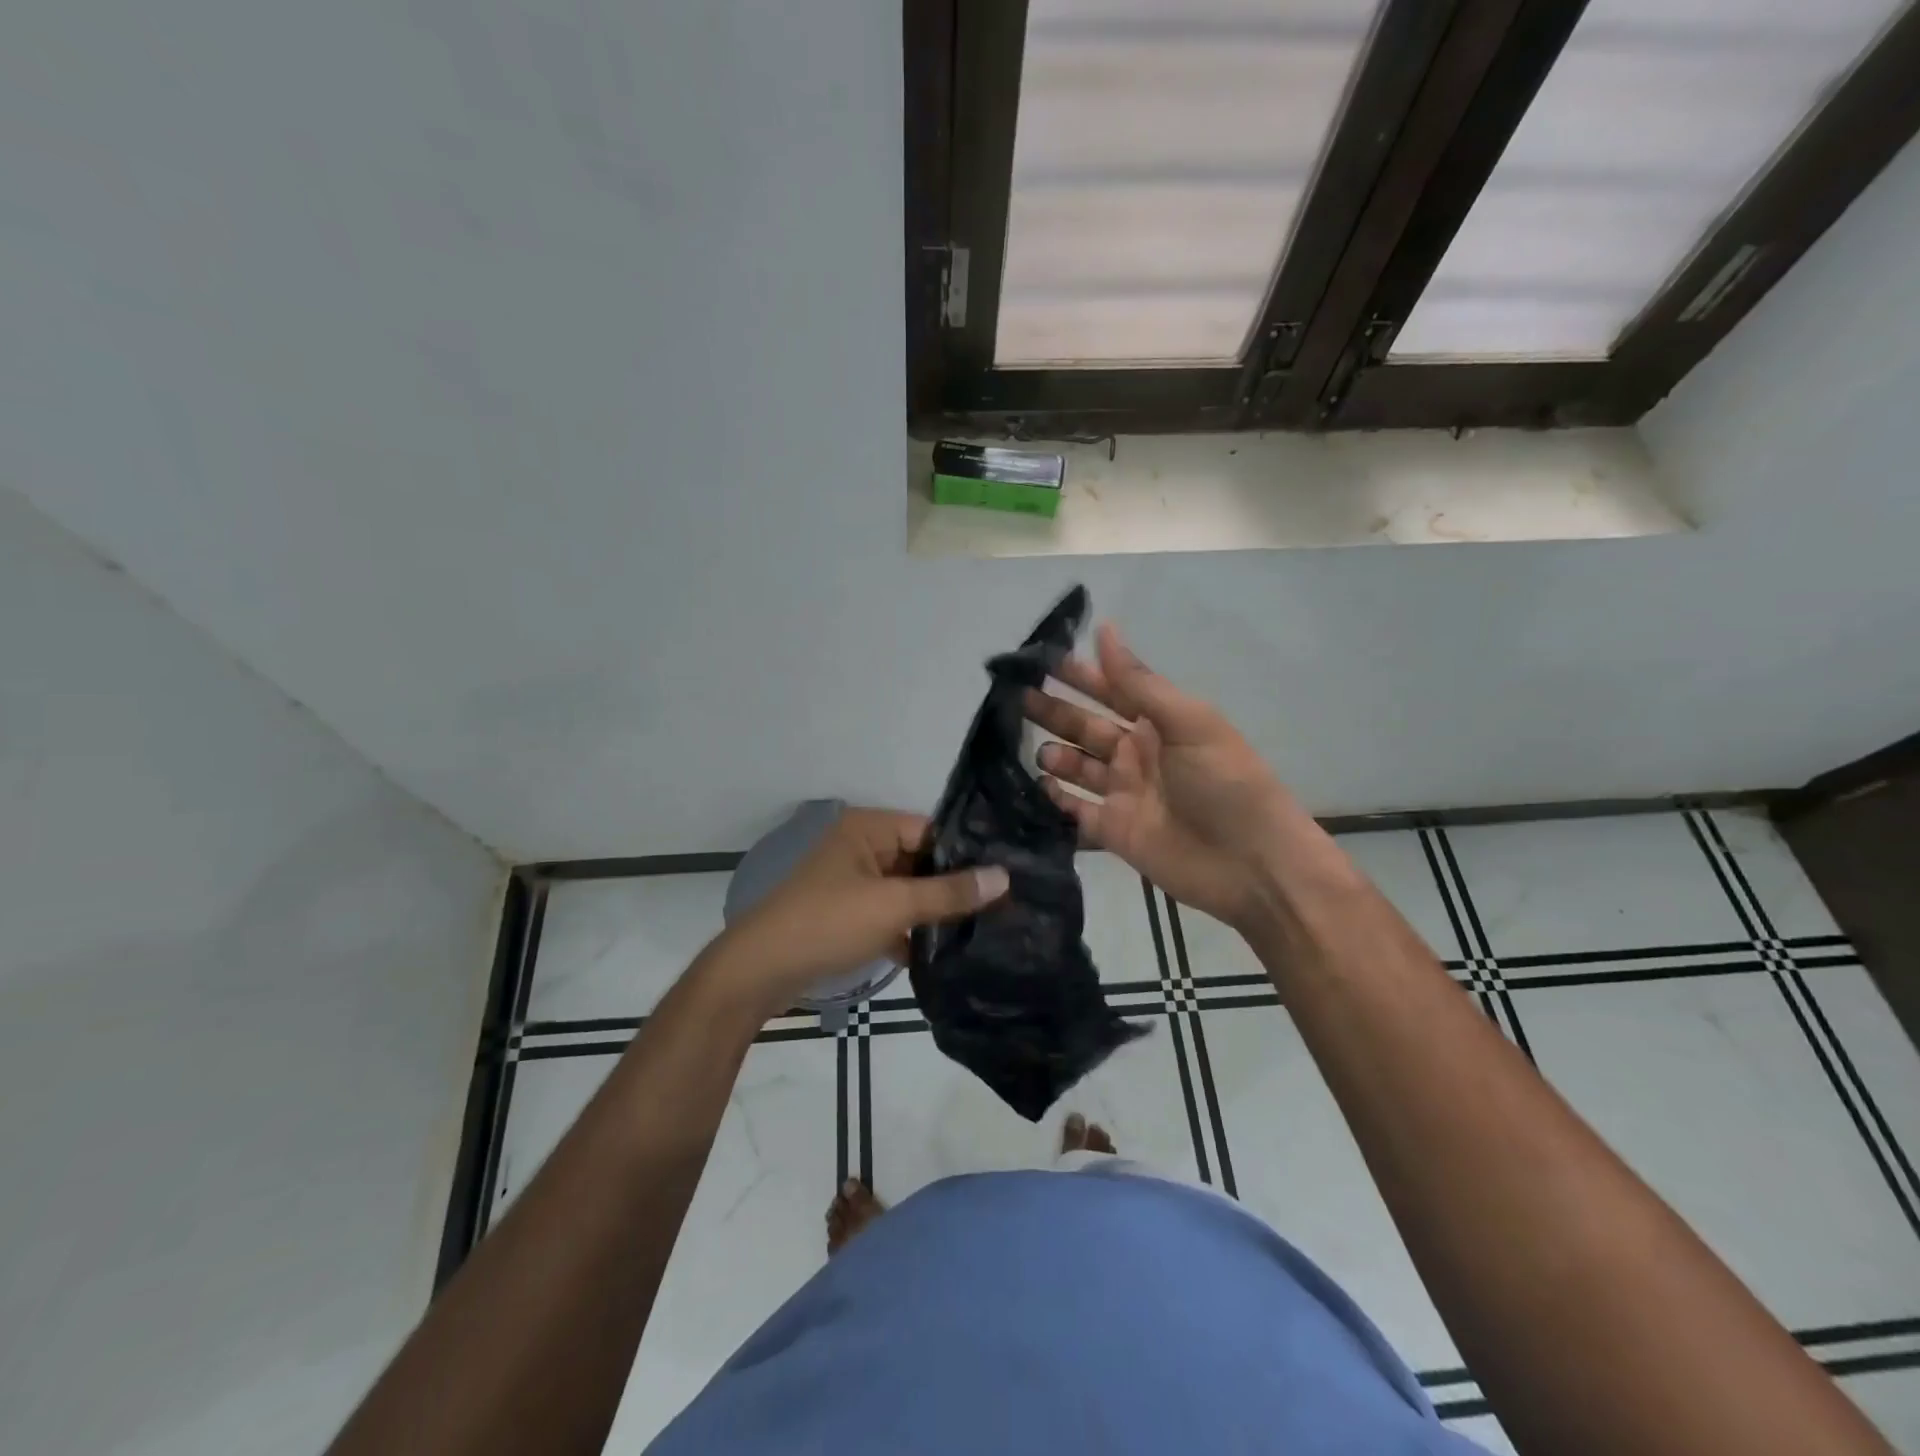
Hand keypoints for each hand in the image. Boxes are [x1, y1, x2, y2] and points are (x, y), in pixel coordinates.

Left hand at [700, 808, 1009, 1020]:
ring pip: (906, 891)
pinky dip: (909, 932)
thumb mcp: (893, 906)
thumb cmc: (827, 924)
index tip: (1007, 877)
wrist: (758, 973)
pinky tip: (942, 956)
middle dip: (953, 887)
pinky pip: (889, 915)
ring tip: (983, 930)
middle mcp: (861, 846)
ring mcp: (852, 882)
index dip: (967, 853)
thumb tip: (1004, 876)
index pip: (931, 830)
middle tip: (1002, 908)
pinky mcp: (847, 915)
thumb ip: (949, 893)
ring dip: (933, 913)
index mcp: (868, 828)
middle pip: (920, 860)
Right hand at [1025, 624, 1308, 932]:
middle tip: (1016, 699)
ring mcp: (1123, 793)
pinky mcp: (1113, 831)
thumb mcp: (1188, 722)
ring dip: (1053, 756)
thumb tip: (1104, 628)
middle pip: (1086, 727)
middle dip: (1054, 712)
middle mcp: (1136, 754)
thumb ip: (1139, 682)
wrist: (1252, 864)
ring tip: (1037, 752)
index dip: (1078, 675)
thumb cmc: (1225, 782)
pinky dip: (1055, 799)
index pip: (1111, 689)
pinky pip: (1074, 810)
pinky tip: (1037, 787)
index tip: (1038, 661)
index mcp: (1159, 723)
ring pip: (1076, 767)